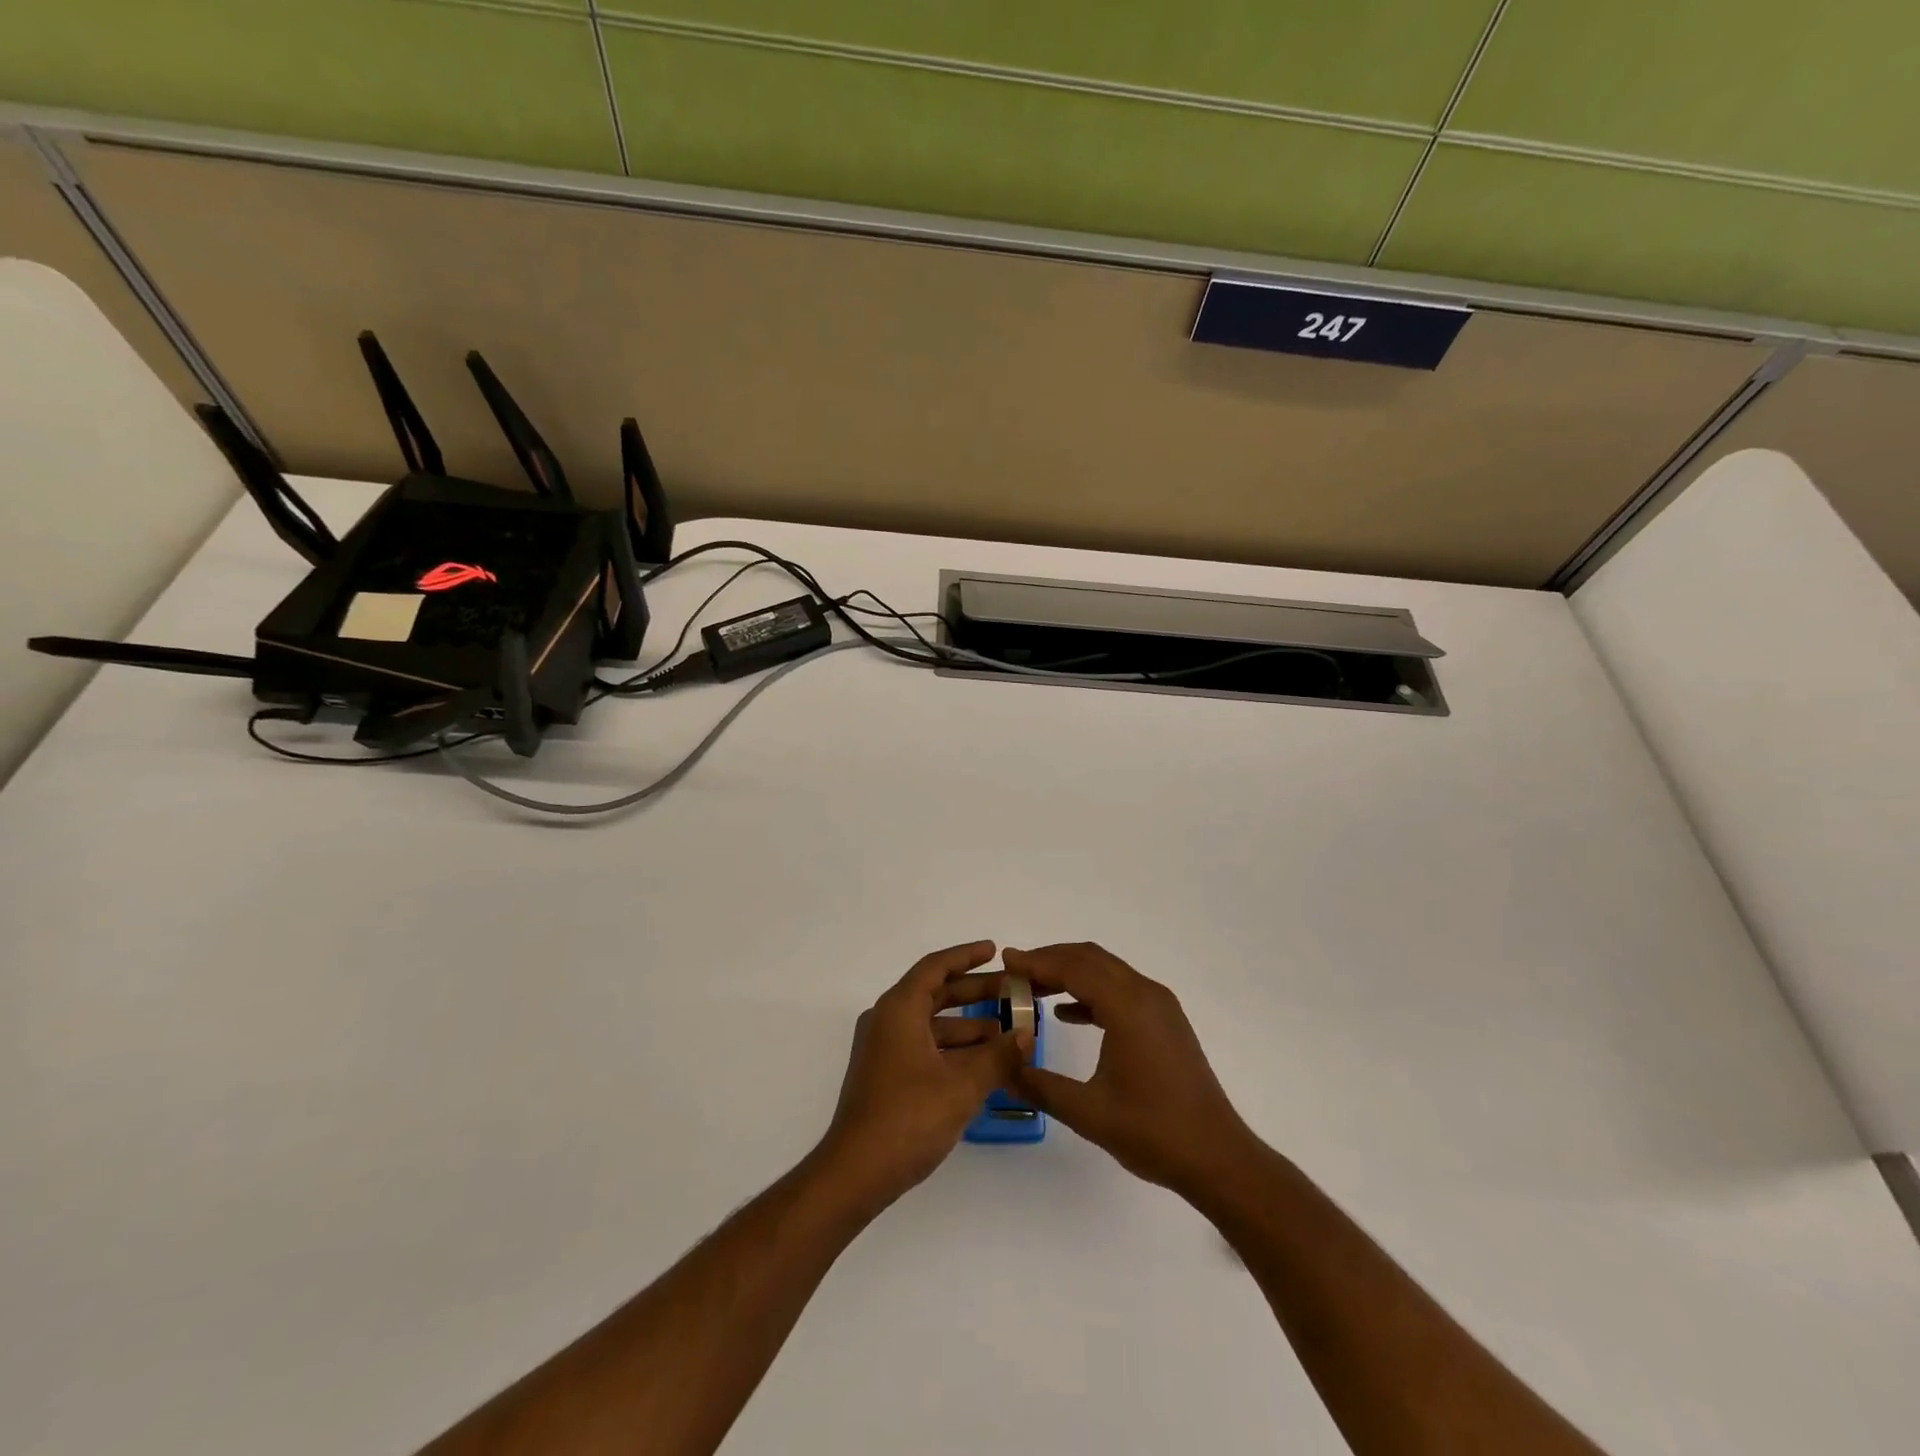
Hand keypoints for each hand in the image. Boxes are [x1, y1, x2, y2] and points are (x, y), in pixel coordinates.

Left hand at [816, 941, 1027, 1211]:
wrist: (856, 1172)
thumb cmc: (908, 1118)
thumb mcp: (962, 1086)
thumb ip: (998, 1056)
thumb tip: (1027, 1036)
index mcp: (899, 1009)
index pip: (936, 967)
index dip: (966, 956)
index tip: (995, 950)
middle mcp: (887, 1020)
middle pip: (935, 993)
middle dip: (975, 992)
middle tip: (1012, 992)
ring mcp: (883, 1048)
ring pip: (931, 1023)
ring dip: (968, 1025)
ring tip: (1007, 1034)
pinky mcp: (885, 1074)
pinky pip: (924, 1045)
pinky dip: (953, 1048)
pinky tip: (983, 1065)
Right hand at [1007, 943, 1256, 1195]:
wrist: (1217, 1157)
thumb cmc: (1153, 1133)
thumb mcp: (1088, 1113)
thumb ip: (1040, 1086)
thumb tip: (1001, 1070)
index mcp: (1128, 1007)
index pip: (1074, 968)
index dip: (1037, 962)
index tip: (1005, 961)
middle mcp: (1145, 994)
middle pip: (1090, 959)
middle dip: (1050, 961)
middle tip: (1015, 974)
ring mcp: (1159, 1006)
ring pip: (1106, 971)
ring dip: (1070, 974)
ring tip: (1033, 990)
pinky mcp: (1165, 1021)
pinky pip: (1120, 989)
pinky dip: (1091, 992)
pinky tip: (1067, 1013)